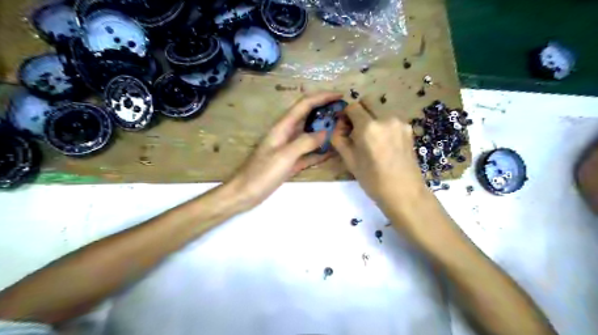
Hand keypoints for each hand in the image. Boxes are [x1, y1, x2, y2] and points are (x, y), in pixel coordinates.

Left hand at [229, 91, 340, 208]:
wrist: (246, 193)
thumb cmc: (262, 173)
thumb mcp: (285, 155)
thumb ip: (305, 142)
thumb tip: (326, 133)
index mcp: (283, 127)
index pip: (305, 104)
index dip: (322, 97)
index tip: (340, 96)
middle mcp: (287, 134)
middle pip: (308, 117)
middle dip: (325, 112)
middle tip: (345, 114)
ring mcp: (289, 148)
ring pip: (310, 135)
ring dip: (325, 131)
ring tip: (343, 130)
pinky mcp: (291, 162)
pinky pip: (309, 152)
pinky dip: (320, 151)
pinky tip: (332, 152)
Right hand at [332, 101, 429, 208]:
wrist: (404, 192)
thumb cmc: (373, 180)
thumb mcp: (349, 160)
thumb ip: (339, 139)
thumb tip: (338, 126)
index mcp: (369, 127)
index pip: (353, 106)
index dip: (345, 114)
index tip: (344, 126)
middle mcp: (386, 118)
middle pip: (368, 102)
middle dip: (359, 113)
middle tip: (356, 131)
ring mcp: (400, 122)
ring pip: (380, 111)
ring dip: (372, 119)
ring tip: (371, 140)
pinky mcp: (408, 128)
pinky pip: (390, 120)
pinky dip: (383, 126)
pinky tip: (384, 144)